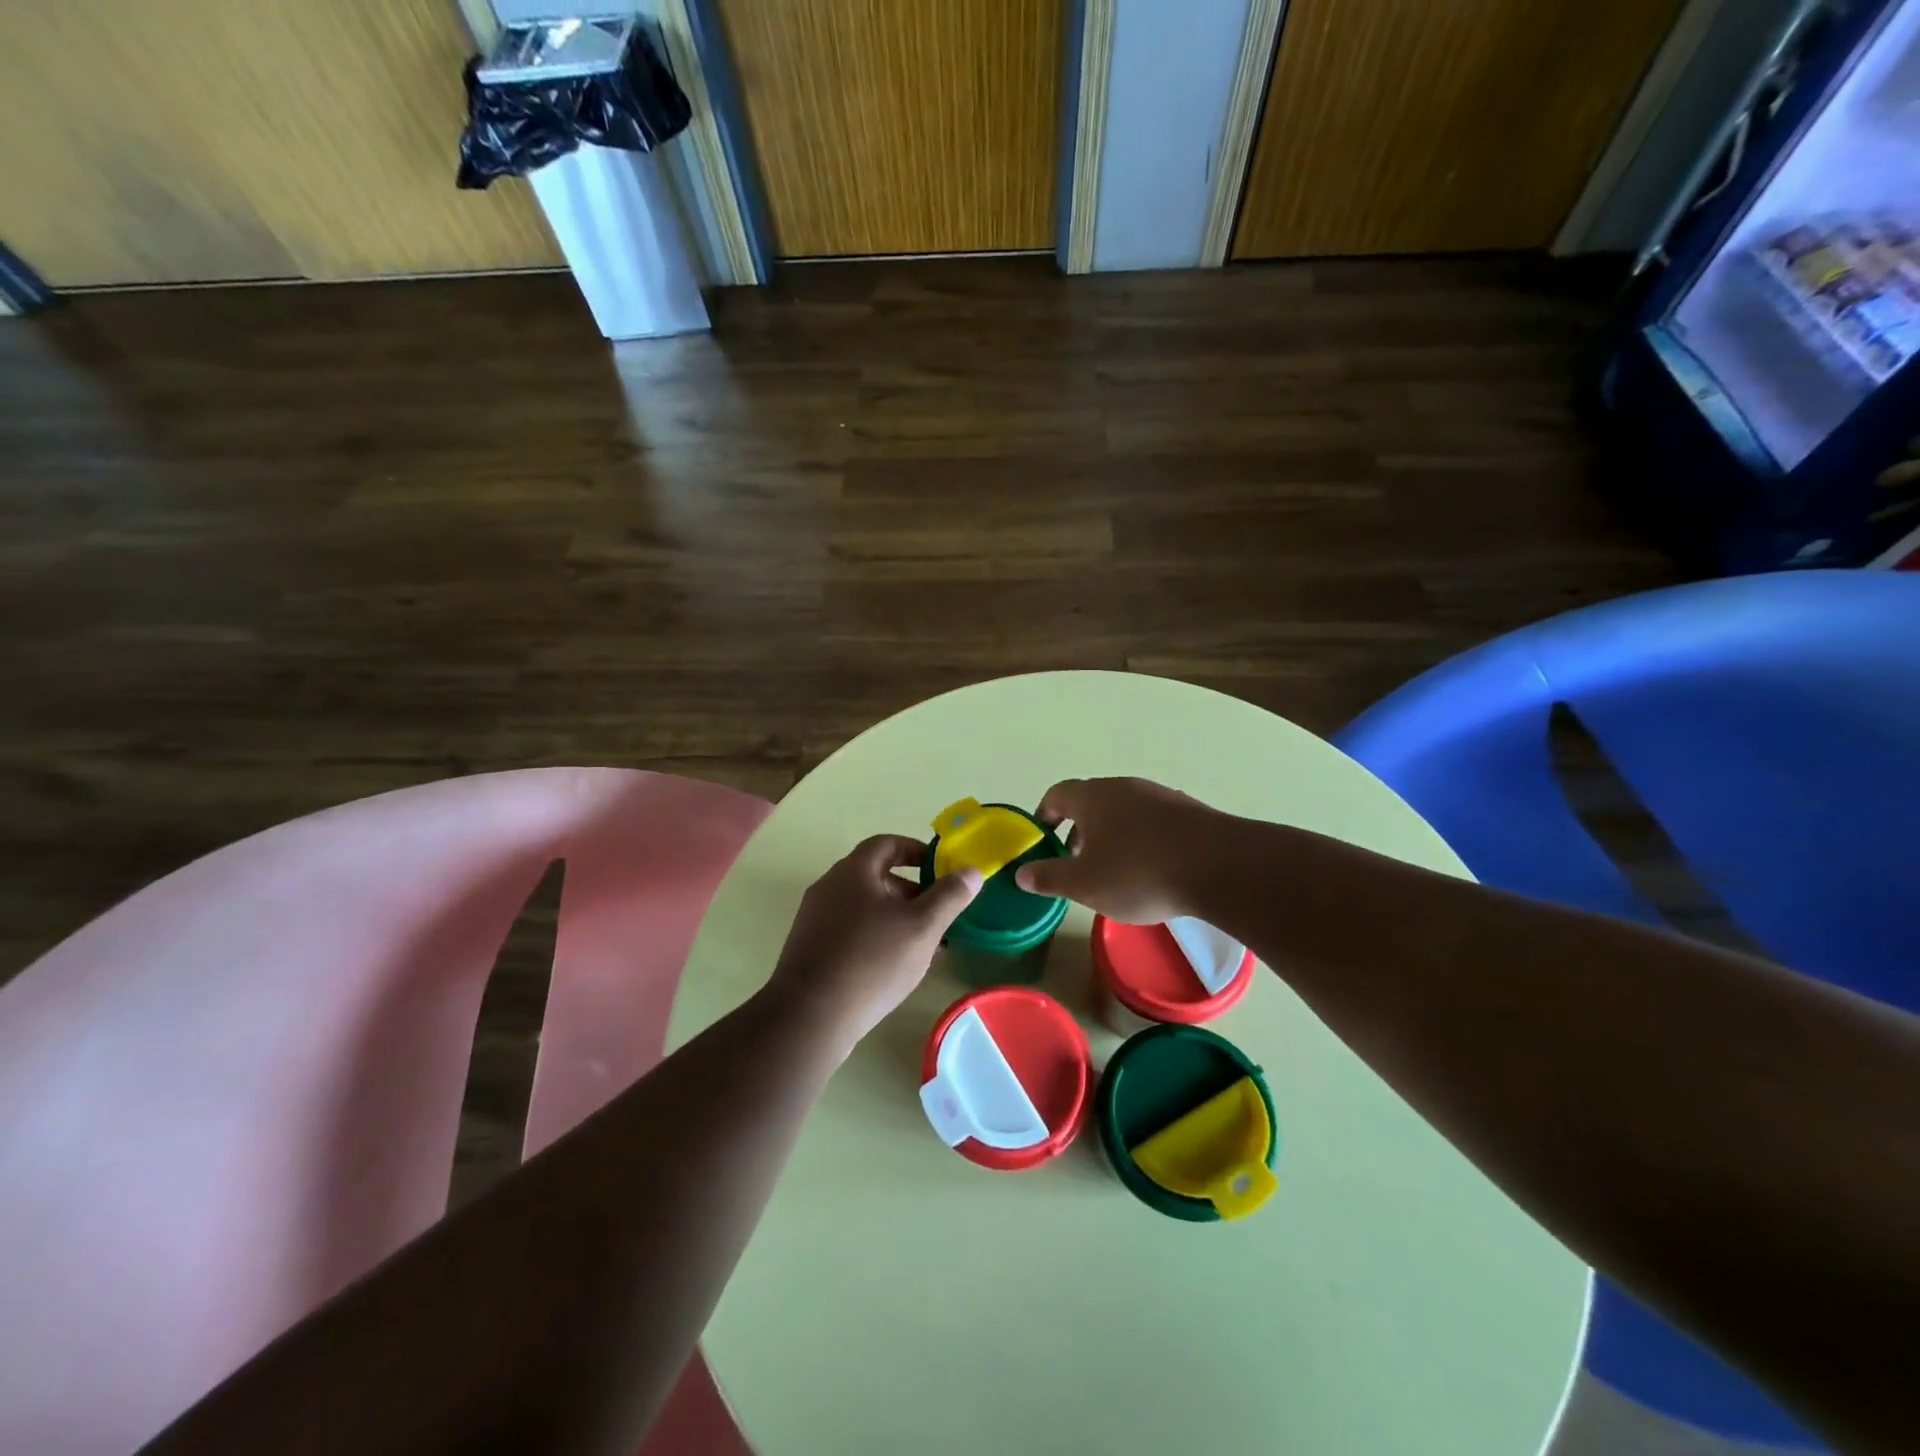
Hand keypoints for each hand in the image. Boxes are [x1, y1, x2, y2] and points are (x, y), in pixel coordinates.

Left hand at [766, 835, 982, 1054]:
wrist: (810, 1017)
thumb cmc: (871, 961)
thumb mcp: (922, 927)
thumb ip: (949, 896)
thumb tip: (972, 870)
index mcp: (853, 872)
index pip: (886, 844)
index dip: (916, 850)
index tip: (940, 868)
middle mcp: (829, 887)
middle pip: (875, 875)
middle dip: (910, 889)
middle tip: (938, 911)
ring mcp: (815, 918)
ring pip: (863, 906)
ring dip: (895, 916)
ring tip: (923, 943)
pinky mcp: (810, 948)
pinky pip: (849, 930)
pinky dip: (875, 936)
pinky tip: (893, 966)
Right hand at [1014, 777, 1221, 923]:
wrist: (1219, 866)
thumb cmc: (1138, 873)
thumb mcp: (1084, 884)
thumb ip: (1050, 877)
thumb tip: (1022, 873)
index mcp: (1092, 797)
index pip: (1057, 794)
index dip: (1045, 814)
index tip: (1042, 836)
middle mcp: (1123, 786)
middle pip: (1091, 800)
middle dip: (1079, 828)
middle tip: (1077, 859)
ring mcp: (1159, 795)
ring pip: (1124, 810)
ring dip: (1112, 833)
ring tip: (1115, 868)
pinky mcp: (1189, 810)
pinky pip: (1154, 820)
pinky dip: (1143, 838)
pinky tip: (1153, 868)